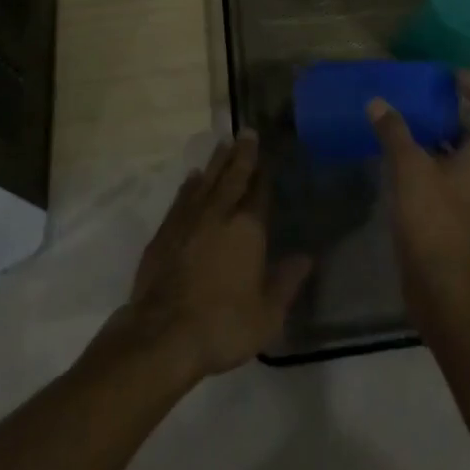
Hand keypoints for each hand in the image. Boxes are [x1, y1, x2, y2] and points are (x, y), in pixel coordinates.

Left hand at [120, 132, 311, 382]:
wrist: (162, 337)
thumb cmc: (223, 327)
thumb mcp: (267, 315)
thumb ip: (286, 282)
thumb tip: (306, 257)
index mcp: (248, 228)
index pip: (260, 192)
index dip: (264, 172)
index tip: (268, 153)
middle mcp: (219, 214)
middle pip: (233, 176)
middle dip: (242, 154)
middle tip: (246, 132)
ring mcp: (188, 220)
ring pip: (206, 181)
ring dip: (216, 162)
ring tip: (223, 144)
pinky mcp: (164, 233)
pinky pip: (181, 198)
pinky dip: (189, 185)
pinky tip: (193, 178)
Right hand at [368, 71, 469, 317]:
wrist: (444, 289)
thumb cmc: (434, 220)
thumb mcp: (410, 169)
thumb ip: (394, 131)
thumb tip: (377, 102)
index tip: (449, 74)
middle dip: (454, 110)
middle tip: (424, 93)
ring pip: (464, 155)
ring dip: (442, 136)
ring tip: (411, 120)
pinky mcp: (464, 216)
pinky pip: (453, 176)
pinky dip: (435, 160)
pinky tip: (406, 159)